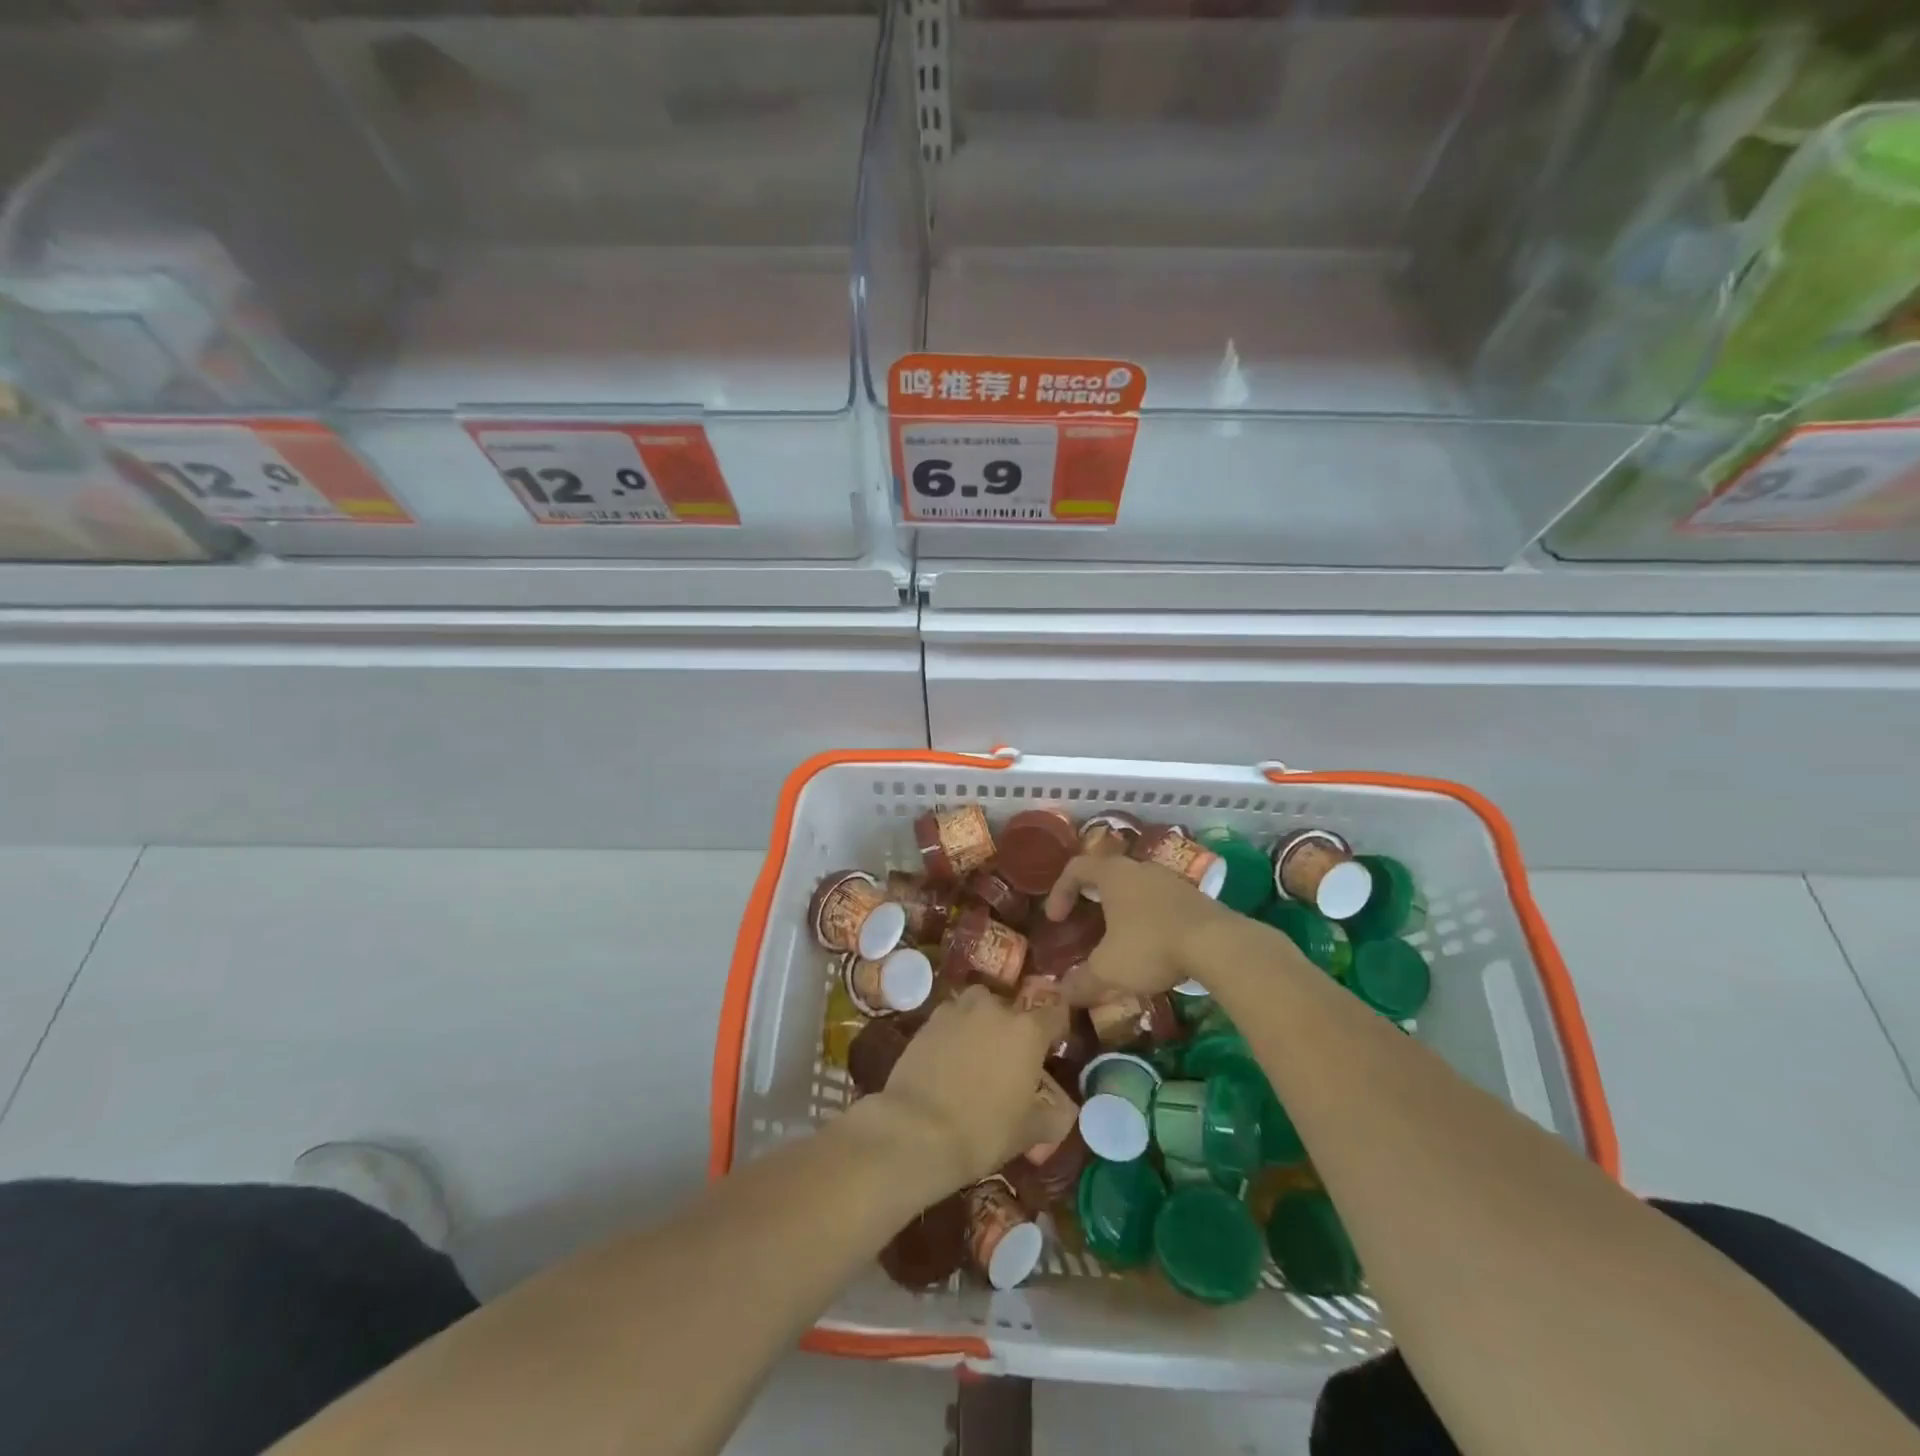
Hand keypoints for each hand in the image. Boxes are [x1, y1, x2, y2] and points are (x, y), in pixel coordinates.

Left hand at [861, 986, 1067, 1196]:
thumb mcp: (1029, 1131)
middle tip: (1009, 1058)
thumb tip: (1063, 1109)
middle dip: (1013, 1026)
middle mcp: (994, 1009)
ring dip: (981, 1021)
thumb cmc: (984, 1131)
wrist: (917, 1131)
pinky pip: (950, 1018)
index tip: (1052, 1047)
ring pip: (977, 1005)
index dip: (1056, 1028)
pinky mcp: (928, 1021)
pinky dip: (954, 1031)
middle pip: (1011, 1006)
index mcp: (1027, 1030)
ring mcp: (957, 1011)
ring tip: (977, 1052)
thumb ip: (1053, 1114)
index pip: (1054, 1013)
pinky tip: (948, 1058)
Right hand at [1041, 853, 1235, 1001]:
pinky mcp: (1194, 897)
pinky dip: (1148, 918)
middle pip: (1108, 873)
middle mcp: (1140, 868)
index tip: (1056, 919)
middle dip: (1092, 898)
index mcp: (1113, 874)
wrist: (1218, 944)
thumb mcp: (1108, 969)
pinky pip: (1160, 901)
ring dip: (1122, 909)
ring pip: (1136, 887)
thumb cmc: (1151, 946)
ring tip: (1119, 939)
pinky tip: (1152, 946)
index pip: (1076, 867)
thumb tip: (1062, 994)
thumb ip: (1082, 981)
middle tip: (1085, 923)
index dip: (1059, 891)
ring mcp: (1170, 880)